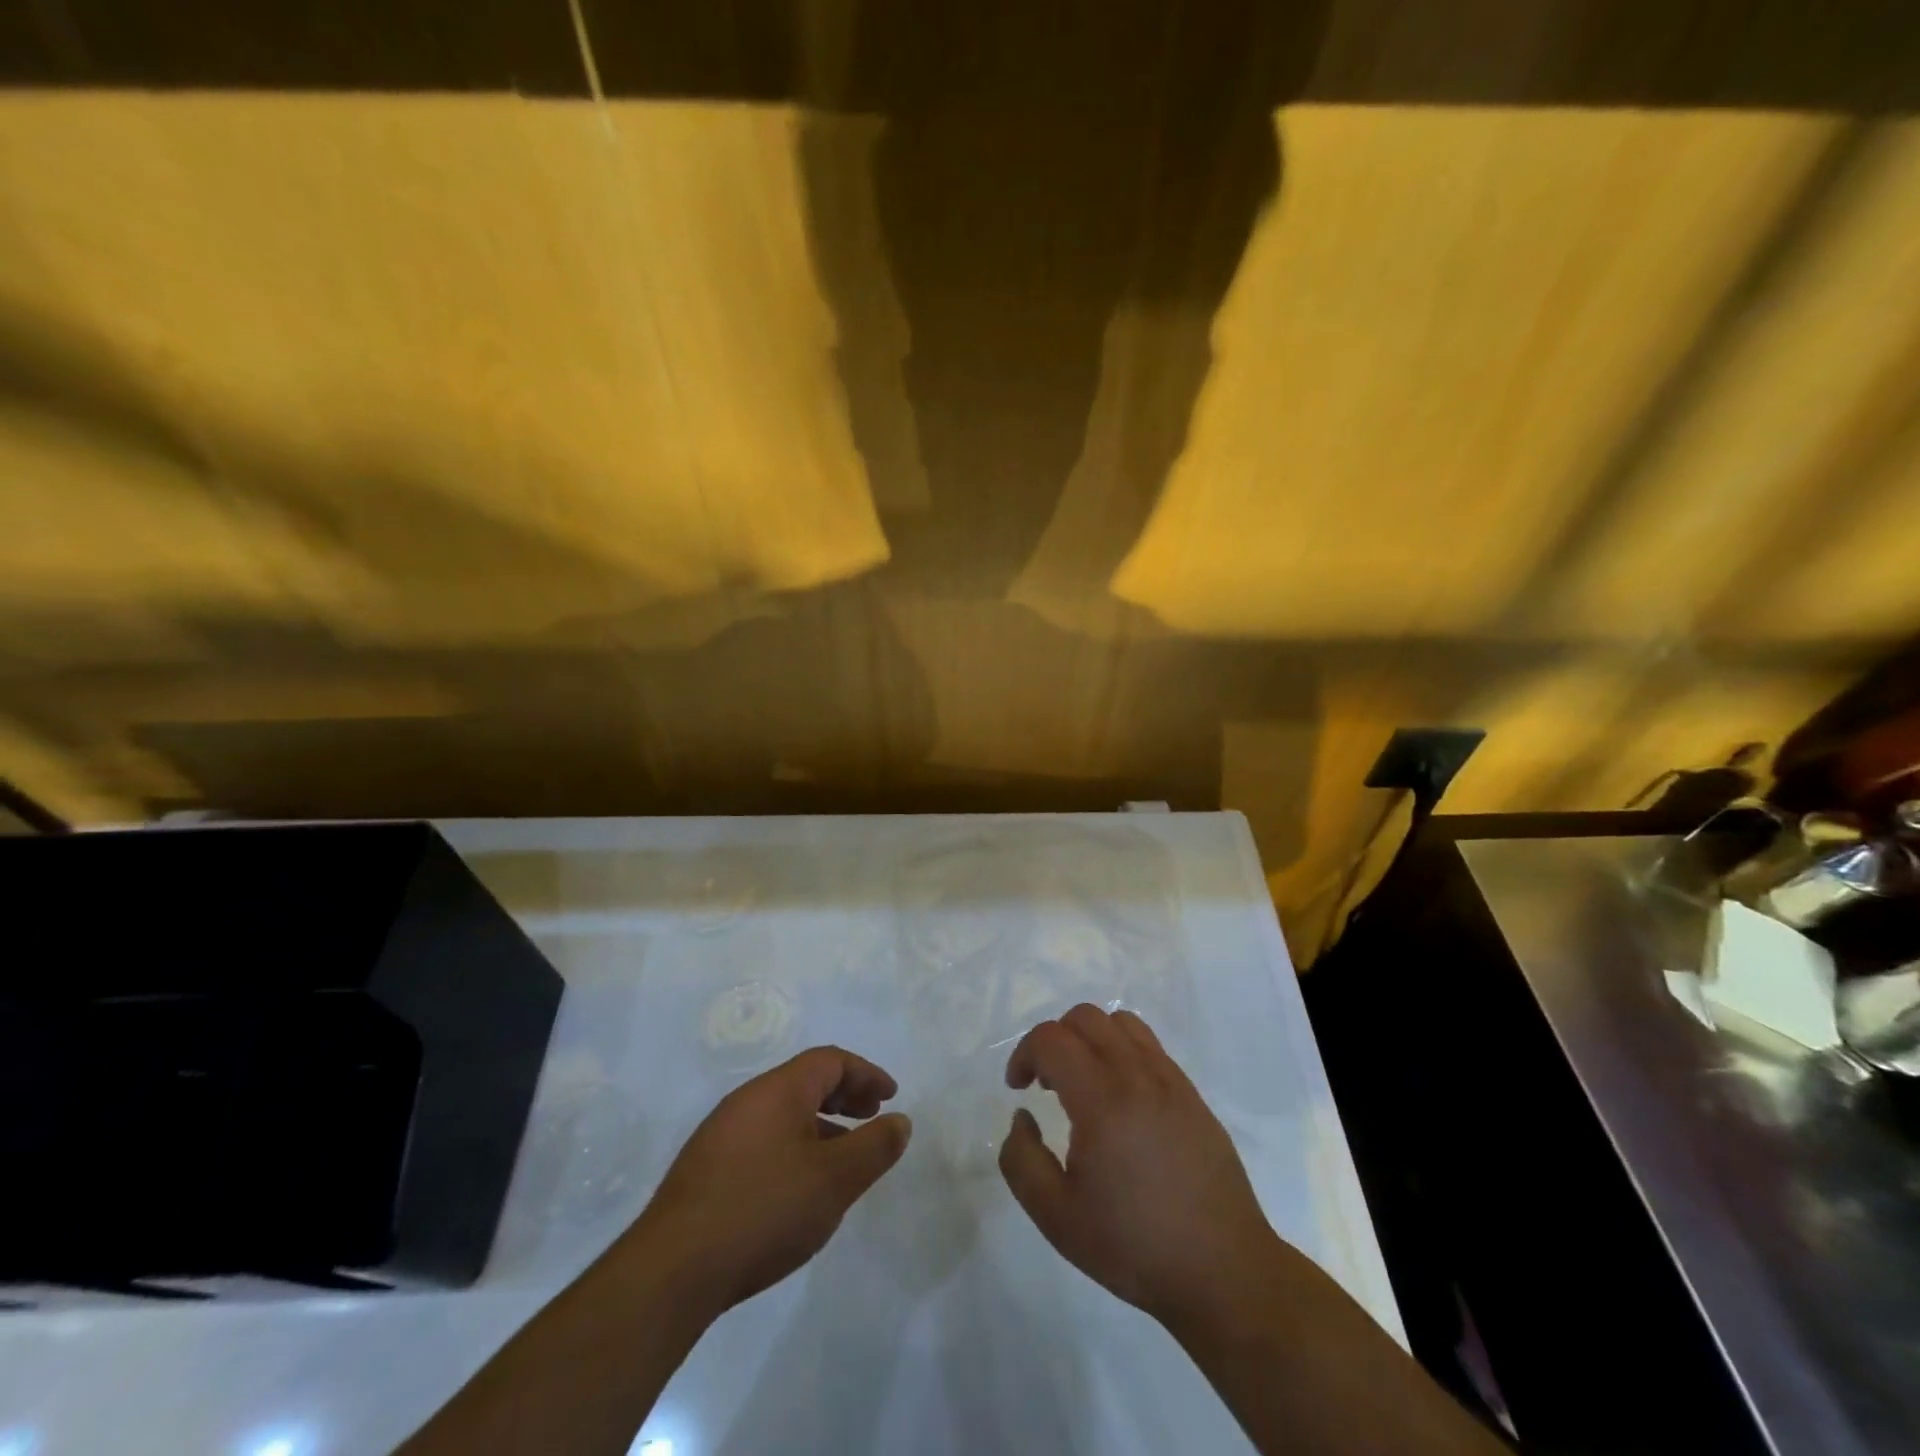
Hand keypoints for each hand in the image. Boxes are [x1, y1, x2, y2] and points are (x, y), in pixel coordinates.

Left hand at [627, 1046, 912, 1315]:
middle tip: (870, 1118)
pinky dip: (793, 1146)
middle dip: (843, 1095)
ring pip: (782, 1113)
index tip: (889, 1097)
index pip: (829, 1060)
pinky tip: (798, 1188)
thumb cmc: (764, 1210)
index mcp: (778, 1090)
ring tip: (842, 1159)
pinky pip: (762, 1139)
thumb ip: (874, 1147)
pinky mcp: (704, 1170)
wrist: (672, 1271)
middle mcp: (747, 1100)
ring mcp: (720, 1134)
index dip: (865, 1074)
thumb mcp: (835, 1180)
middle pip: (804, 1081)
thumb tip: (900, 1121)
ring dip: (819, 1124)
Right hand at [998, 1004, 1278, 1330]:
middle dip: (1054, 1040)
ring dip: (1090, 1038)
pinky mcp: (1192, 1094)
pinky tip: (1121, 1099)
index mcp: (1102, 1099)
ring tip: (1084, 1082)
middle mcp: (1137, 1075)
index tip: (1018, 1088)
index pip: (1052, 1039)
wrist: (1222, 1272)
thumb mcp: (1056, 1217)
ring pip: (1121, 1022)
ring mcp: (1170, 1080)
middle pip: (1085, 1017)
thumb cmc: (1133, 1246)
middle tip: (1046, 1084)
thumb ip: (1021, 1160)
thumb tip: (1022, 1116)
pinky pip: (1149, 1046)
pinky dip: (1122, 1051)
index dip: (1024, 1054)